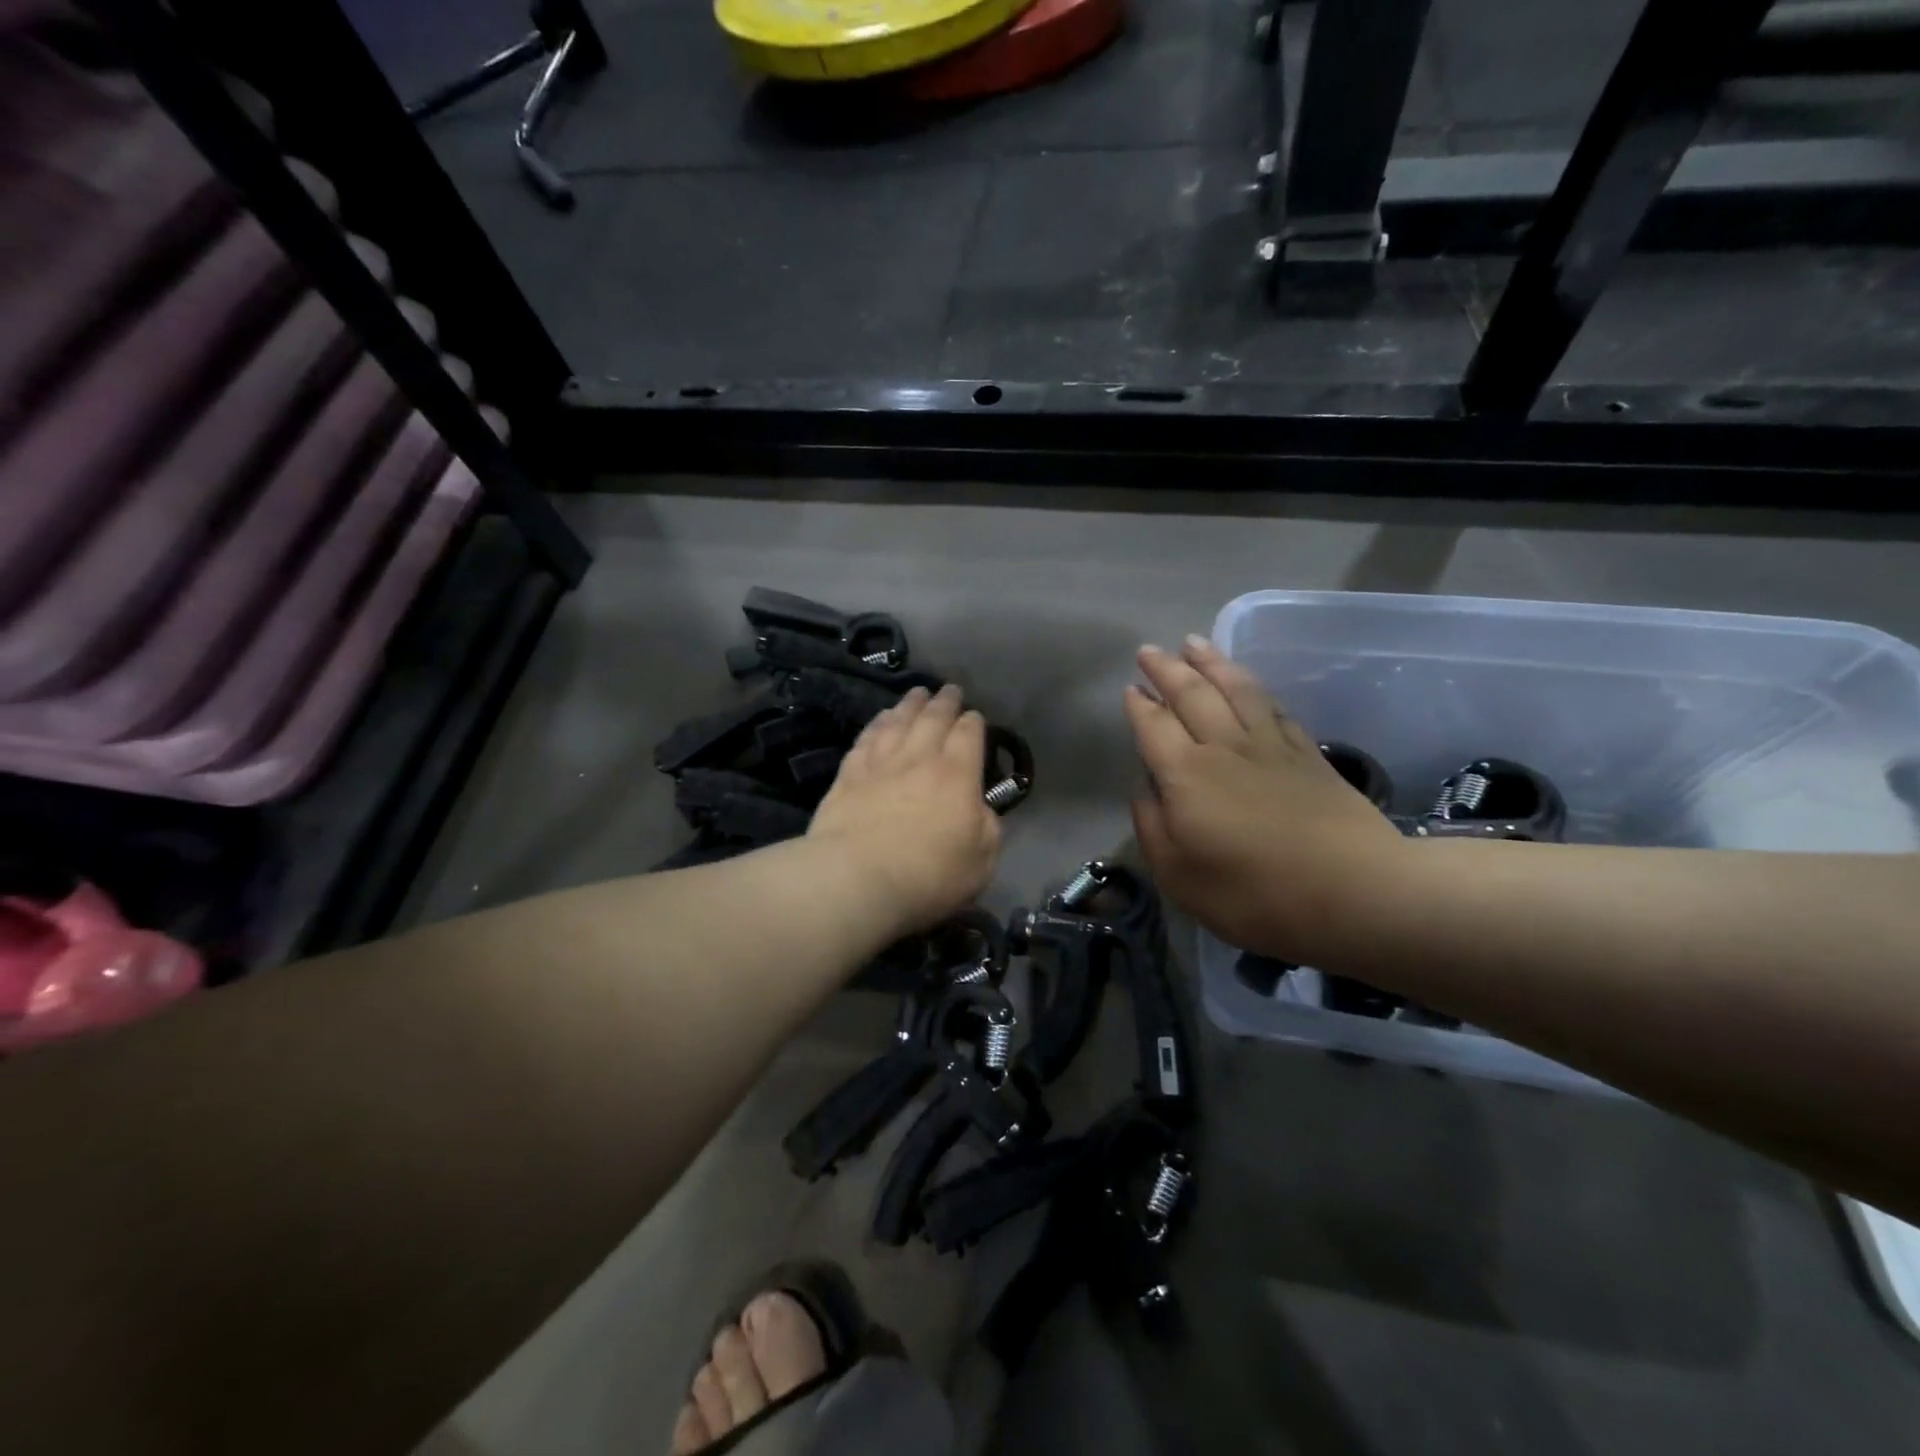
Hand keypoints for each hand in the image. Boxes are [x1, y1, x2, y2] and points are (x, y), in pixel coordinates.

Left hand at [808, 685, 1001, 937]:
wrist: (856, 880)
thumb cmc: (927, 876)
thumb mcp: (980, 863)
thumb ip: (988, 830)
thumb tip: (981, 811)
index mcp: (958, 775)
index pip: (969, 735)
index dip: (975, 723)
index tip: (975, 718)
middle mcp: (920, 758)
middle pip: (934, 718)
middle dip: (945, 701)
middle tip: (950, 690)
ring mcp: (880, 764)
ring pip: (898, 721)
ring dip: (910, 704)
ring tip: (917, 693)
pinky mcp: (848, 775)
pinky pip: (866, 739)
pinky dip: (876, 724)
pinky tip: (879, 719)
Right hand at [1124, 637, 1406, 961]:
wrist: (1355, 894)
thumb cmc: (1254, 895)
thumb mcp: (1178, 875)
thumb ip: (1152, 825)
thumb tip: (1146, 786)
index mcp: (1187, 775)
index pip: (1154, 726)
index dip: (1139, 706)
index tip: (1129, 688)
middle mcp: (1224, 747)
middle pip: (1191, 695)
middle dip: (1167, 670)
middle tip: (1149, 650)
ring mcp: (1270, 746)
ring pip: (1235, 689)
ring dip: (1211, 663)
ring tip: (1193, 643)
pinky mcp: (1307, 755)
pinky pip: (1274, 707)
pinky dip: (1254, 688)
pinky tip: (1247, 683)